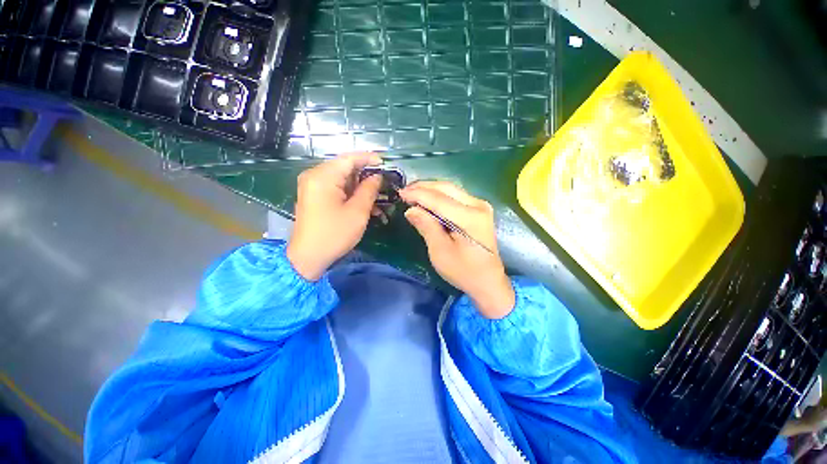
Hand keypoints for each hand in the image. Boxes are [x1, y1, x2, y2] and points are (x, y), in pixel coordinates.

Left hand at [286, 152, 382, 280]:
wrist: (308, 257)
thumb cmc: (334, 234)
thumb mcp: (357, 212)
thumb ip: (369, 190)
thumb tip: (377, 176)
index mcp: (323, 176)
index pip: (349, 159)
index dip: (369, 159)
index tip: (386, 164)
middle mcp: (315, 176)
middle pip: (345, 168)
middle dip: (366, 175)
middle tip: (384, 183)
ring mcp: (313, 186)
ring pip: (342, 179)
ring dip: (360, 187)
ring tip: (378, 197)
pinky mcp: (314, 196)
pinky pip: (336, 188)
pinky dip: (351, 194)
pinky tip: (365, 204)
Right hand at [400, 181, 514, 317]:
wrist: (488, 281)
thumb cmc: (463, 271)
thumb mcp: (440, 252)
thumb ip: (427, 226)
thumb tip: (411, 209)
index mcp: (470, 218)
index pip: (438, 199)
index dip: (417, 194)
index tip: (400, 194)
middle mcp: (478, 205)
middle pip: (446, 188)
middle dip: (423, 187)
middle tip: (404, 191)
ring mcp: (481, 205)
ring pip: (451, 189)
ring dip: (430, 189)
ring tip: (412, 193)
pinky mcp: (479, 209)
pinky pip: (456, 195)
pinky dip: (439, 195)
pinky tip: (428, 199)